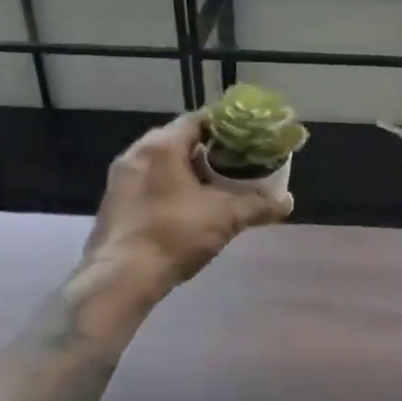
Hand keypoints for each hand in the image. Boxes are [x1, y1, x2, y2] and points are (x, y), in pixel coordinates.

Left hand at [81, 113, 292, 292]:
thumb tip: (287, 202)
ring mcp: (121, 178)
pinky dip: (171, 187)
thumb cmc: (173, 235)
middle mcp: (137, 152)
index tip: (248, 140)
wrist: (118, 280)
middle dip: (210, 151)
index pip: (200, 119)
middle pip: (181, 140)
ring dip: (189, 171)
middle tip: (237, 164)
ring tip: (217, 187)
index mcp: (162, 145)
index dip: (227, 128)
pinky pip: (149, 182)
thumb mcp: (224, 218)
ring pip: (163, 163)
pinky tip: (189, 208)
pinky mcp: (114, 202)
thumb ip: (257, 205)